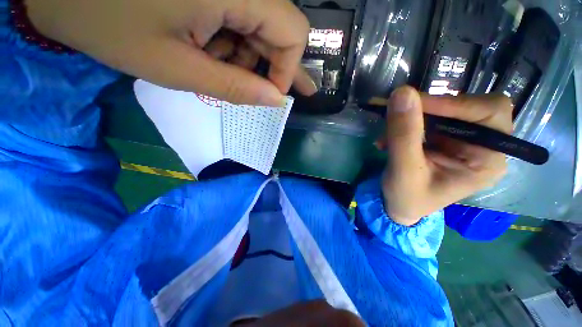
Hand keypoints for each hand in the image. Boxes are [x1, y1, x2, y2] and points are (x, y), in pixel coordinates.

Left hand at [26, 0, 316, 105]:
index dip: (287, 70)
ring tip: (214, 63)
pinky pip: (241, 16)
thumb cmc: (104, 21)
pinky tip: (206, 45)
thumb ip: (237, 87)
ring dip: (245, 55)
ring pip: (261, 25)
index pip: (293, 34)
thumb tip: (276, 100)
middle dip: (268, 65)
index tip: (270, 94)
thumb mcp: (177, 68)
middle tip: (256, 90)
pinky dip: (232, 41)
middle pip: (280, 29)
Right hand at [376, 86, 511, 225]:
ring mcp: (463, 141)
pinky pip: (428, 119)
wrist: (399, 205)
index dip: (454, 103)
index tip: (413, 103)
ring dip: (412, 118)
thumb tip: (402, 92)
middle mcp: (483, 147)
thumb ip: (403, 134)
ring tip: (386, 137)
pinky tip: (388, 139)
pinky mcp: (444, 139)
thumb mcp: (403, 169)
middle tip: (398, 116)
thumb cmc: (406, 197)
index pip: (489, 113)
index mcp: (488, 160)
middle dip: (430, 110)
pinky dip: (406, 124)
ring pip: (444, 110)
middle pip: (469, 106)